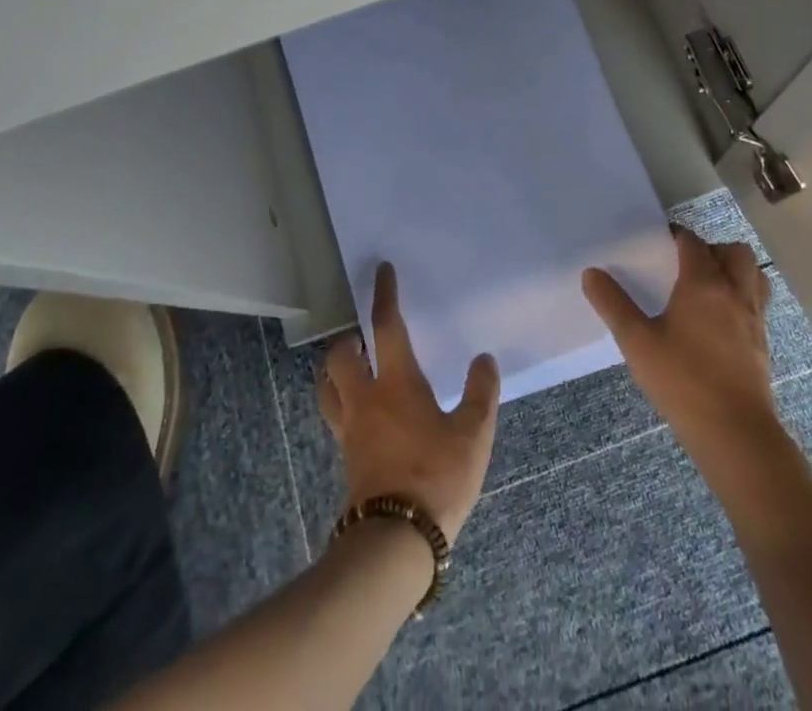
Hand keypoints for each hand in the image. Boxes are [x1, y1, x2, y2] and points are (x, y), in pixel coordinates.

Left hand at [317, 262, 500, 542]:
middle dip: (348, 339)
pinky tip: (359, 413)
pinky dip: (339, 402)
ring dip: (334, 370)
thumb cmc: (436, 477)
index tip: (382, 271)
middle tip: (364, 338)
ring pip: (327, 385)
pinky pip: (333, 416)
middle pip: (340, 354)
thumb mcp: (473, 434)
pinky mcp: (346, 456)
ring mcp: (350, 429)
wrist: (395, 541)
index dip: (384, 294)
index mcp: (396, 382)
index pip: (385, 325)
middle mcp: (365, 398)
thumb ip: (480, 393)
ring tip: (352, 369)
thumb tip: (483, 359)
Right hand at [582, 228, 777, 473]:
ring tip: (708, 288)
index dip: (677, 236)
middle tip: (687, 265)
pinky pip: (757, 305)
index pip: (693, 243)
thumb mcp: (637, 342)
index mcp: (704, 284)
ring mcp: (754, 319)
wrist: (736, 434)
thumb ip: (613, 304)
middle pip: (735, 252)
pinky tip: (719, 322)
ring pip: (754, 276)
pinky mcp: (763, 345)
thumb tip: (591, 273)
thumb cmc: (683, 381)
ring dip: (735, 272)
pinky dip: (742, 299)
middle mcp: (735, 293)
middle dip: (713, 249)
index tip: (659, 242)